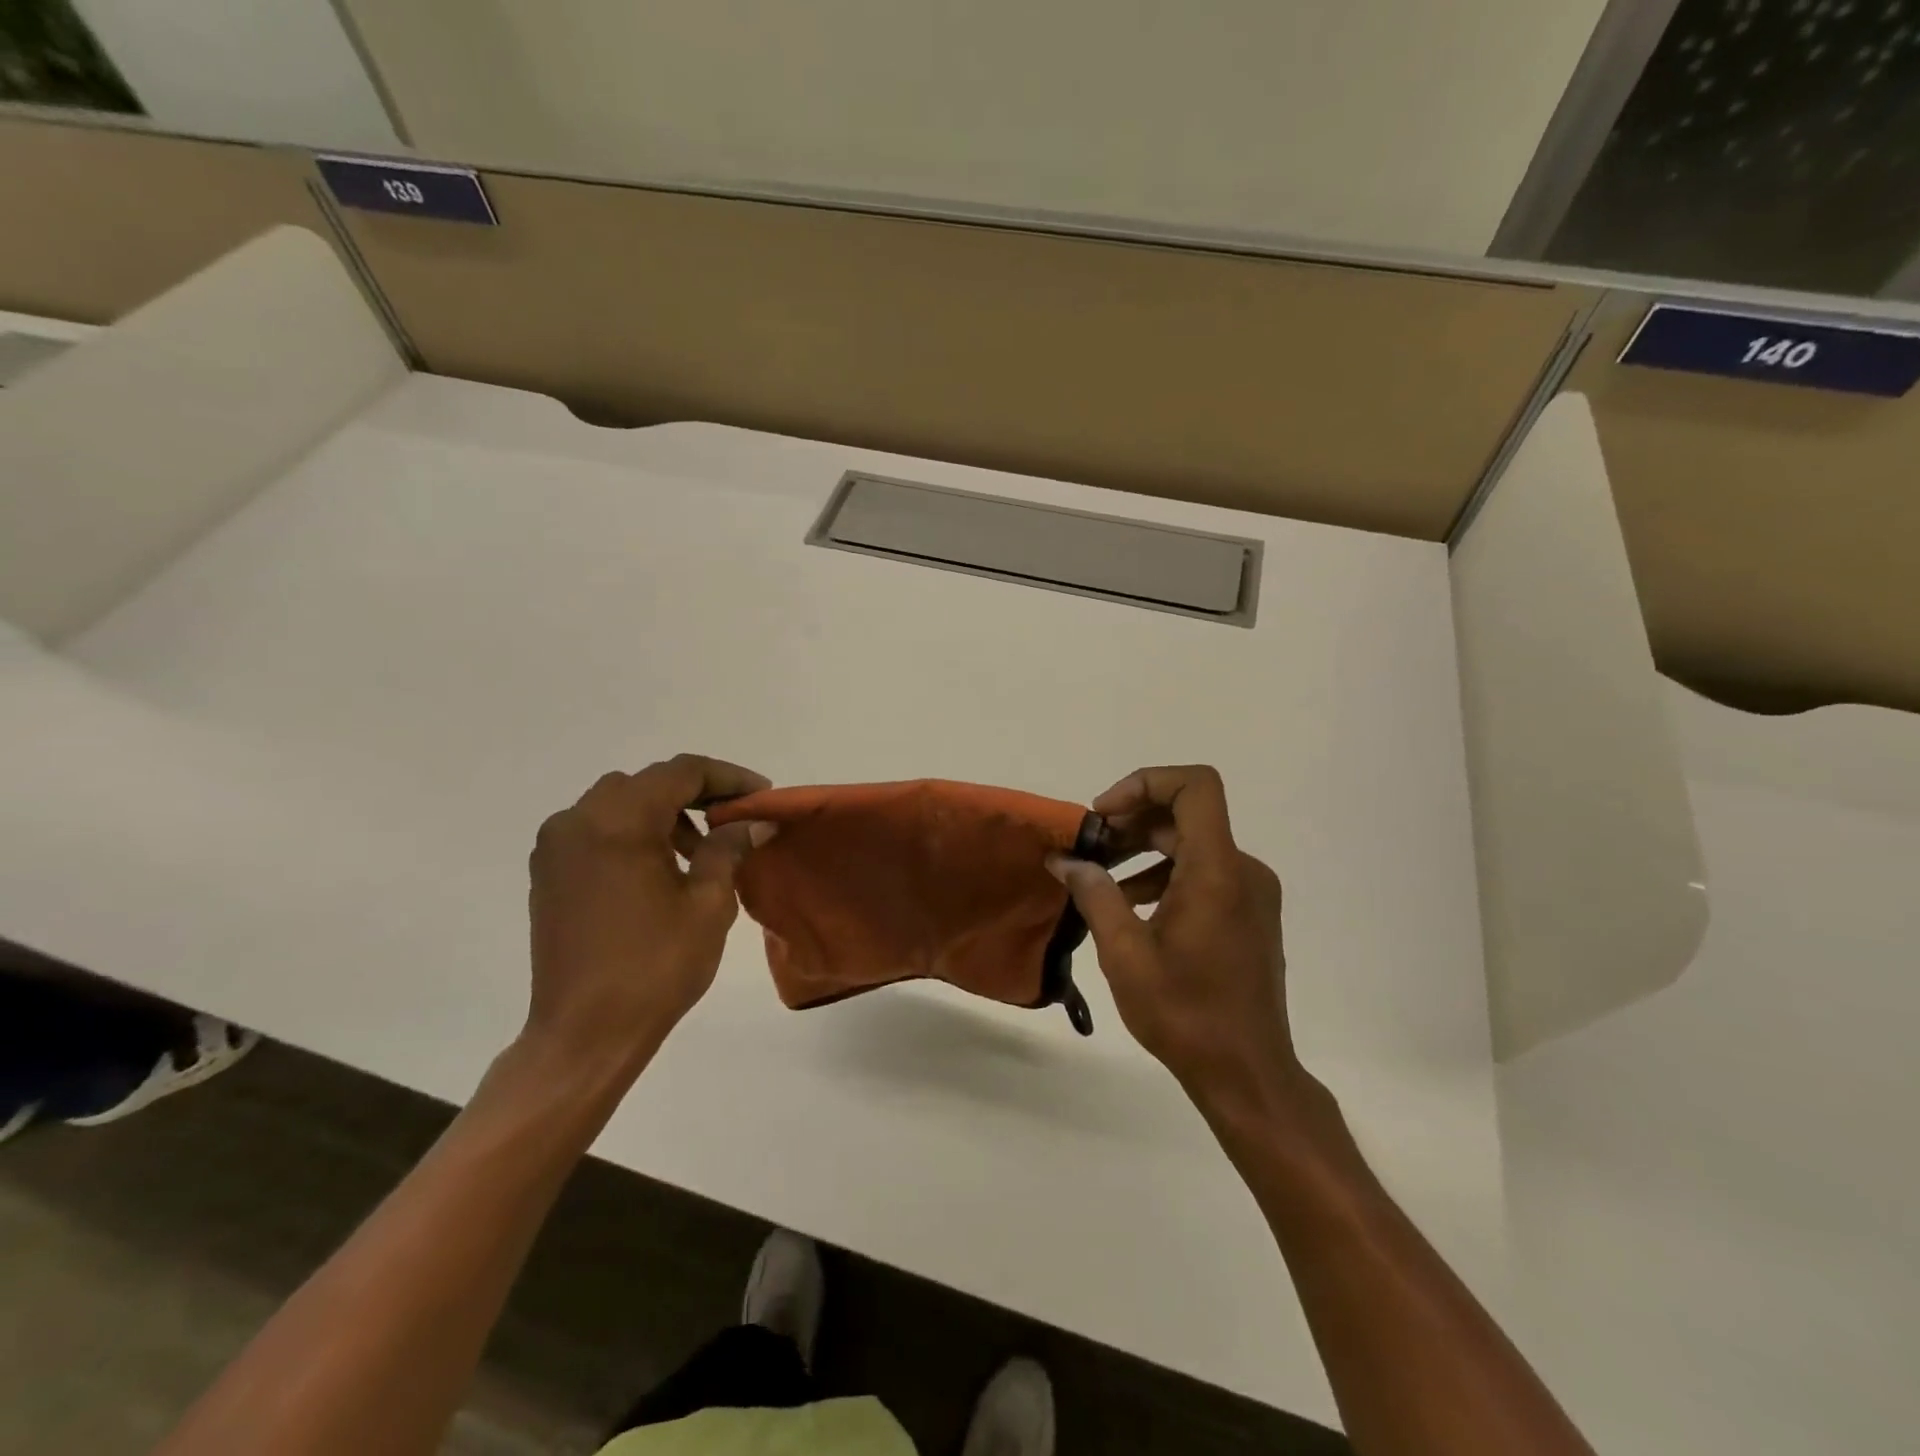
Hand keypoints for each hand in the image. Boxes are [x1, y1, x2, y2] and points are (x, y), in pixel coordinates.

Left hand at [525, 755, 772, 1065]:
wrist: (584, 1034)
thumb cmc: (654, 967)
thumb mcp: (708, 904)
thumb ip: (729, 849)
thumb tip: (755, 822)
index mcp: (618, 822)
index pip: (681, 773)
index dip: (728, 778)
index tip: (763, 797)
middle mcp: (578, 820)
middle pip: (648, 783)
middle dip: (696, 794)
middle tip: (735, 820)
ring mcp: (556, 847)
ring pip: (619, 803)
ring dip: (663, 813)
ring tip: (699, 850)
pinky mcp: (548, 873)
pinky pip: (597, 830)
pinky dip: (633, 833)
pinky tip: (660, 868)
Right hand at [1050, 766, 1305, 1110]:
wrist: (1247, 1073)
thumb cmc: (1184, 1014)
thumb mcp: (1124, 953)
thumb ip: (1094, 894)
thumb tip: (1065, 860)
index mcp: (1217, 871)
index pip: (1195, 786)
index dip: (1146, 783)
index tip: (1104, 815)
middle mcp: (1243, 870)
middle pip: (1186, 814)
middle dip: (1132, 821)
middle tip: (1089, 848)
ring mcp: (1251, 892)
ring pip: (1193, 843)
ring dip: (1144, 849)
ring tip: (1100, 876)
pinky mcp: (1250, 913)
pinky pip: (1205, 872)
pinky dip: (1165, 875)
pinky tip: (1131, 905)